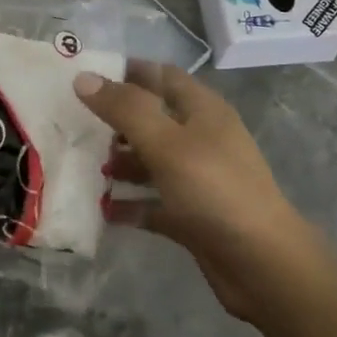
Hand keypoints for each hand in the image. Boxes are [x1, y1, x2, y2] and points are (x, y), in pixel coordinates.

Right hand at [74, 62, 316, 321]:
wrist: (262, 264)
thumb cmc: (215, 190)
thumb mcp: (166, 142)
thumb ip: (125, 109)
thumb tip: (83, 77)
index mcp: (202, 110)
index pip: (160, 75)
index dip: (125, 71)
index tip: (85, 76)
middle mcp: (201, 139)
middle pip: (152, 119)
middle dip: (115, 121)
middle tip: (73, 124)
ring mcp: (197, 179)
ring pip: (150, 161)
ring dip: (119, 163)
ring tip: (84, 167)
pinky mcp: (191, 216)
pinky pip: (153, 203)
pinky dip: (130, 204)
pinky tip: (102, 210)